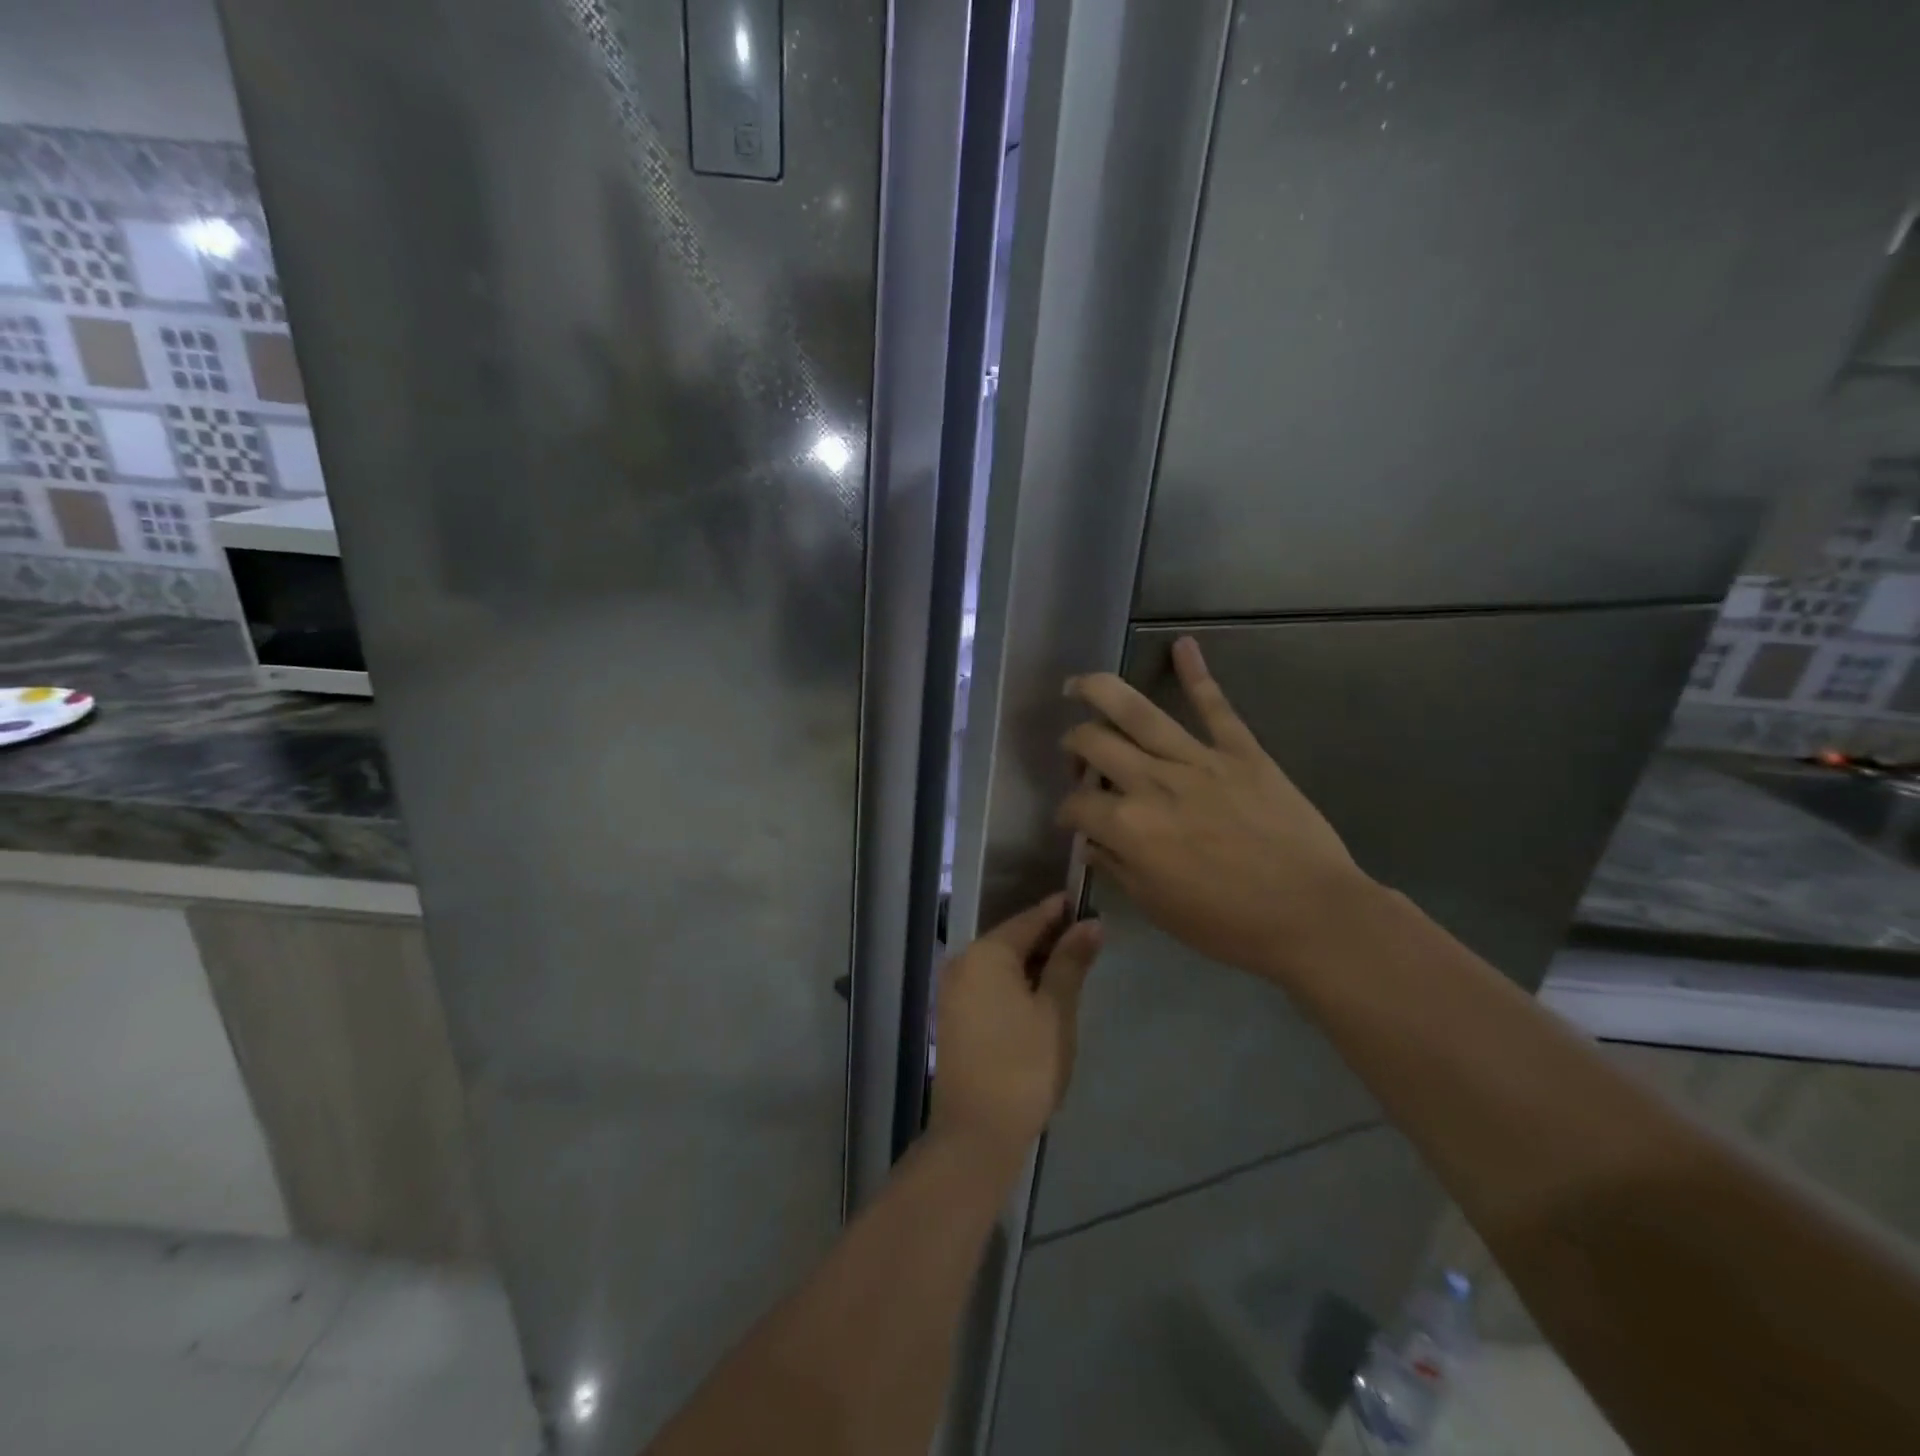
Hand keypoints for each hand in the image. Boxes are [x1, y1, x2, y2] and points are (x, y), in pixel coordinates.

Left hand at [927, 894, 1103, 1162]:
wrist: (977, 1132)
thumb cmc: (1024, 1065)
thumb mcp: (1056, 1010)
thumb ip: (1071, 962)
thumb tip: (1091, 923)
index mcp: (986, 953)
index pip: (1030, 919)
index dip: (1060, 912)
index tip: (1088, 905)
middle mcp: (963, 962)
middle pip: (1012, 939)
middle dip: (1049, 939)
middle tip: (1088, 940)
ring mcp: (954, 990)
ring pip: (1001, 963)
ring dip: (1034, 963)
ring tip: (1072, 967)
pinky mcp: (953, 1015)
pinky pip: (989, 984)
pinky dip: (1016, 983)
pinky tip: (1041, 995)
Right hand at [1057, 636, 1372, 986]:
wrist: (1312, 915)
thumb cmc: (1229, 924)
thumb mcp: (1158, 908)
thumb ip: (1117, 868)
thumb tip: (1092, 842)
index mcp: (1127, 827)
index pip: (1075, 806)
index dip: (1066, 814)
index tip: (1073, 823)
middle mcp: (1151, 782)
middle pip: (1093, 743)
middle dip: (1073, 745)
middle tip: (1076, 755)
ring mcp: (1197, 760)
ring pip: (1137, 712)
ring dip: (1099, 691)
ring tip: (1078, 685)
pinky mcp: (1241, 751)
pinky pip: (1215, 705)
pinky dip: (1197, 672)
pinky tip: (1183, 644)